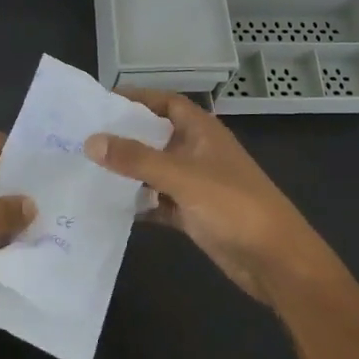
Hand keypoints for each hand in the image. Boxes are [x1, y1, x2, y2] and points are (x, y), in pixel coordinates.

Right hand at [84, 90, 329, 302]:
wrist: (275, 260)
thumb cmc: (234, 206)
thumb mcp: (183, 177)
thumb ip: (137, 159)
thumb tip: (91, 141)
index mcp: (203, 132)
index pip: (167, 103)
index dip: (139, 98)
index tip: (102, 101)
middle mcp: (198, 153)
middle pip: (157, 136)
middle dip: (125, 136)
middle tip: (82, 136)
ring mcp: (197, 186)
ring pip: (156, 171)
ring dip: (129, 172)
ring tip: (87, 169)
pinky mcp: (194, 215)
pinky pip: (160, 203)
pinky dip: (140, 204)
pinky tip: (110, 207)